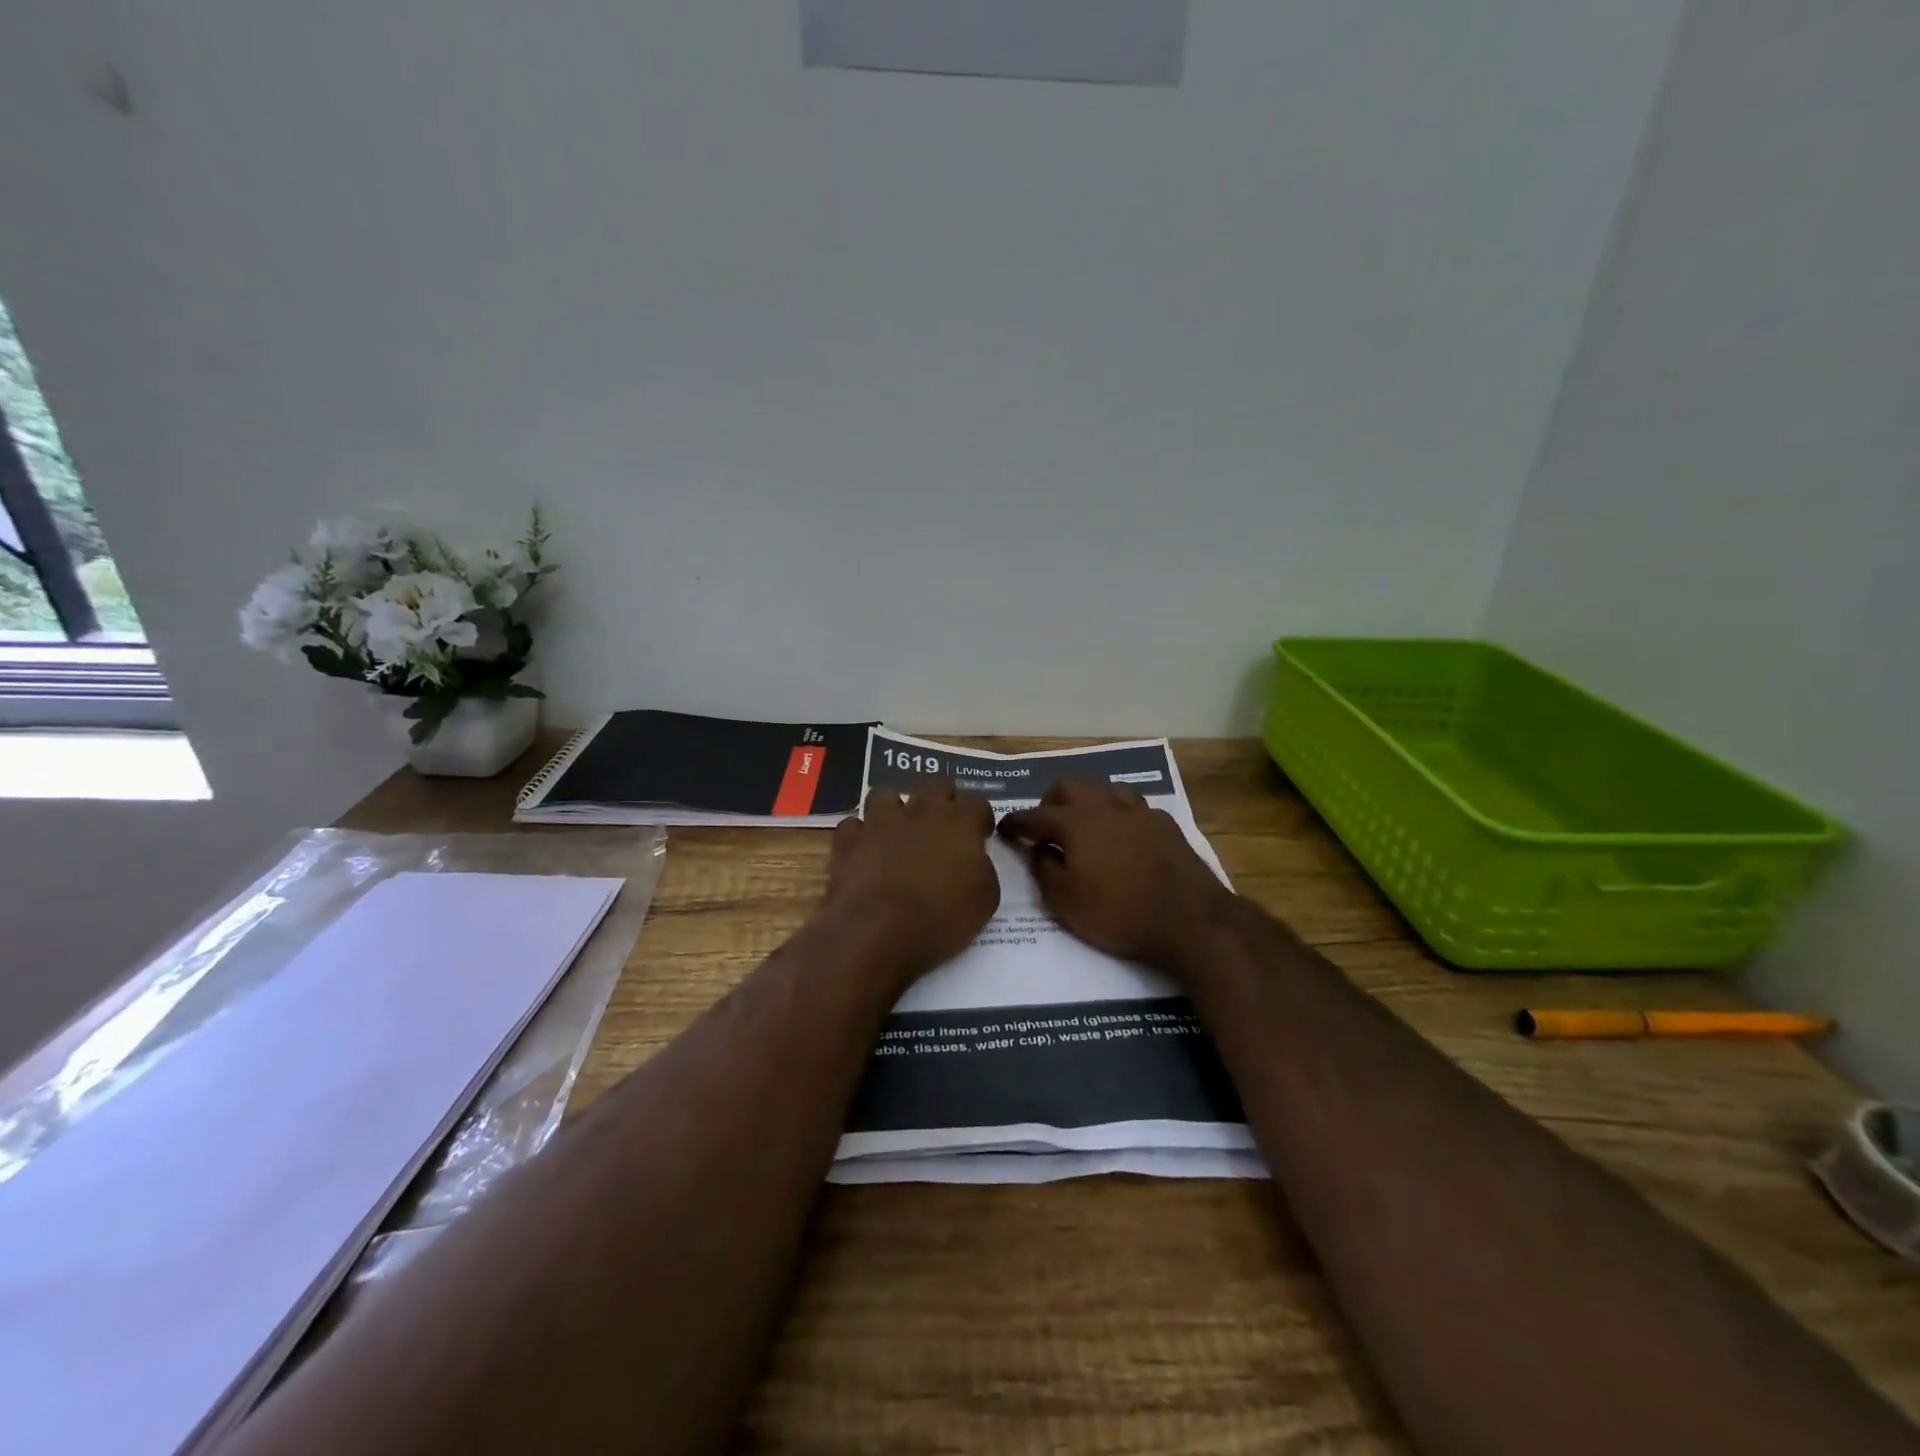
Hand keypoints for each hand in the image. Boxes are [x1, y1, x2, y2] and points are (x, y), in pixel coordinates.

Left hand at [823, 777, 999, 979]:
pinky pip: (853, 826)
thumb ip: (982, 869)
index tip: (980, 835)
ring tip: (896, 830)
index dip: (979, 818)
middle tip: (941, 825)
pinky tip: (864, 852)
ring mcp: (881, 822)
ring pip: (885, 794)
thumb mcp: (984, 901)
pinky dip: (859, 836)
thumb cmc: (941, 919)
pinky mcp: (849, 839)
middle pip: (935, 784)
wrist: (878, 930)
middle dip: (940, 798)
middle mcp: (921, 811)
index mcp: (960, 823)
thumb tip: (974, 860)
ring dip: (893, 808)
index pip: (978, 802)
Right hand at [998, 779, 1236, 976]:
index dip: (1015, 821)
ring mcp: (1138, 810)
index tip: (1004, 828)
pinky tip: (1120, 835)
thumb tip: (1038, 850)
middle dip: (1050, 801)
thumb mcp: (1066, 903)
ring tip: (1083, 825)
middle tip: (1045, 827)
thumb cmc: (1120, 913)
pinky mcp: (1164, 823)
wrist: (1190, 919)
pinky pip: (1131, 806)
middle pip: (1069, 785)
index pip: (1035, 815)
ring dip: (1086, 801)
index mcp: (1076, 822)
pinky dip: (1116, 814)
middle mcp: (1105, 805)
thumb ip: (1044, 871)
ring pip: (1103, 788)